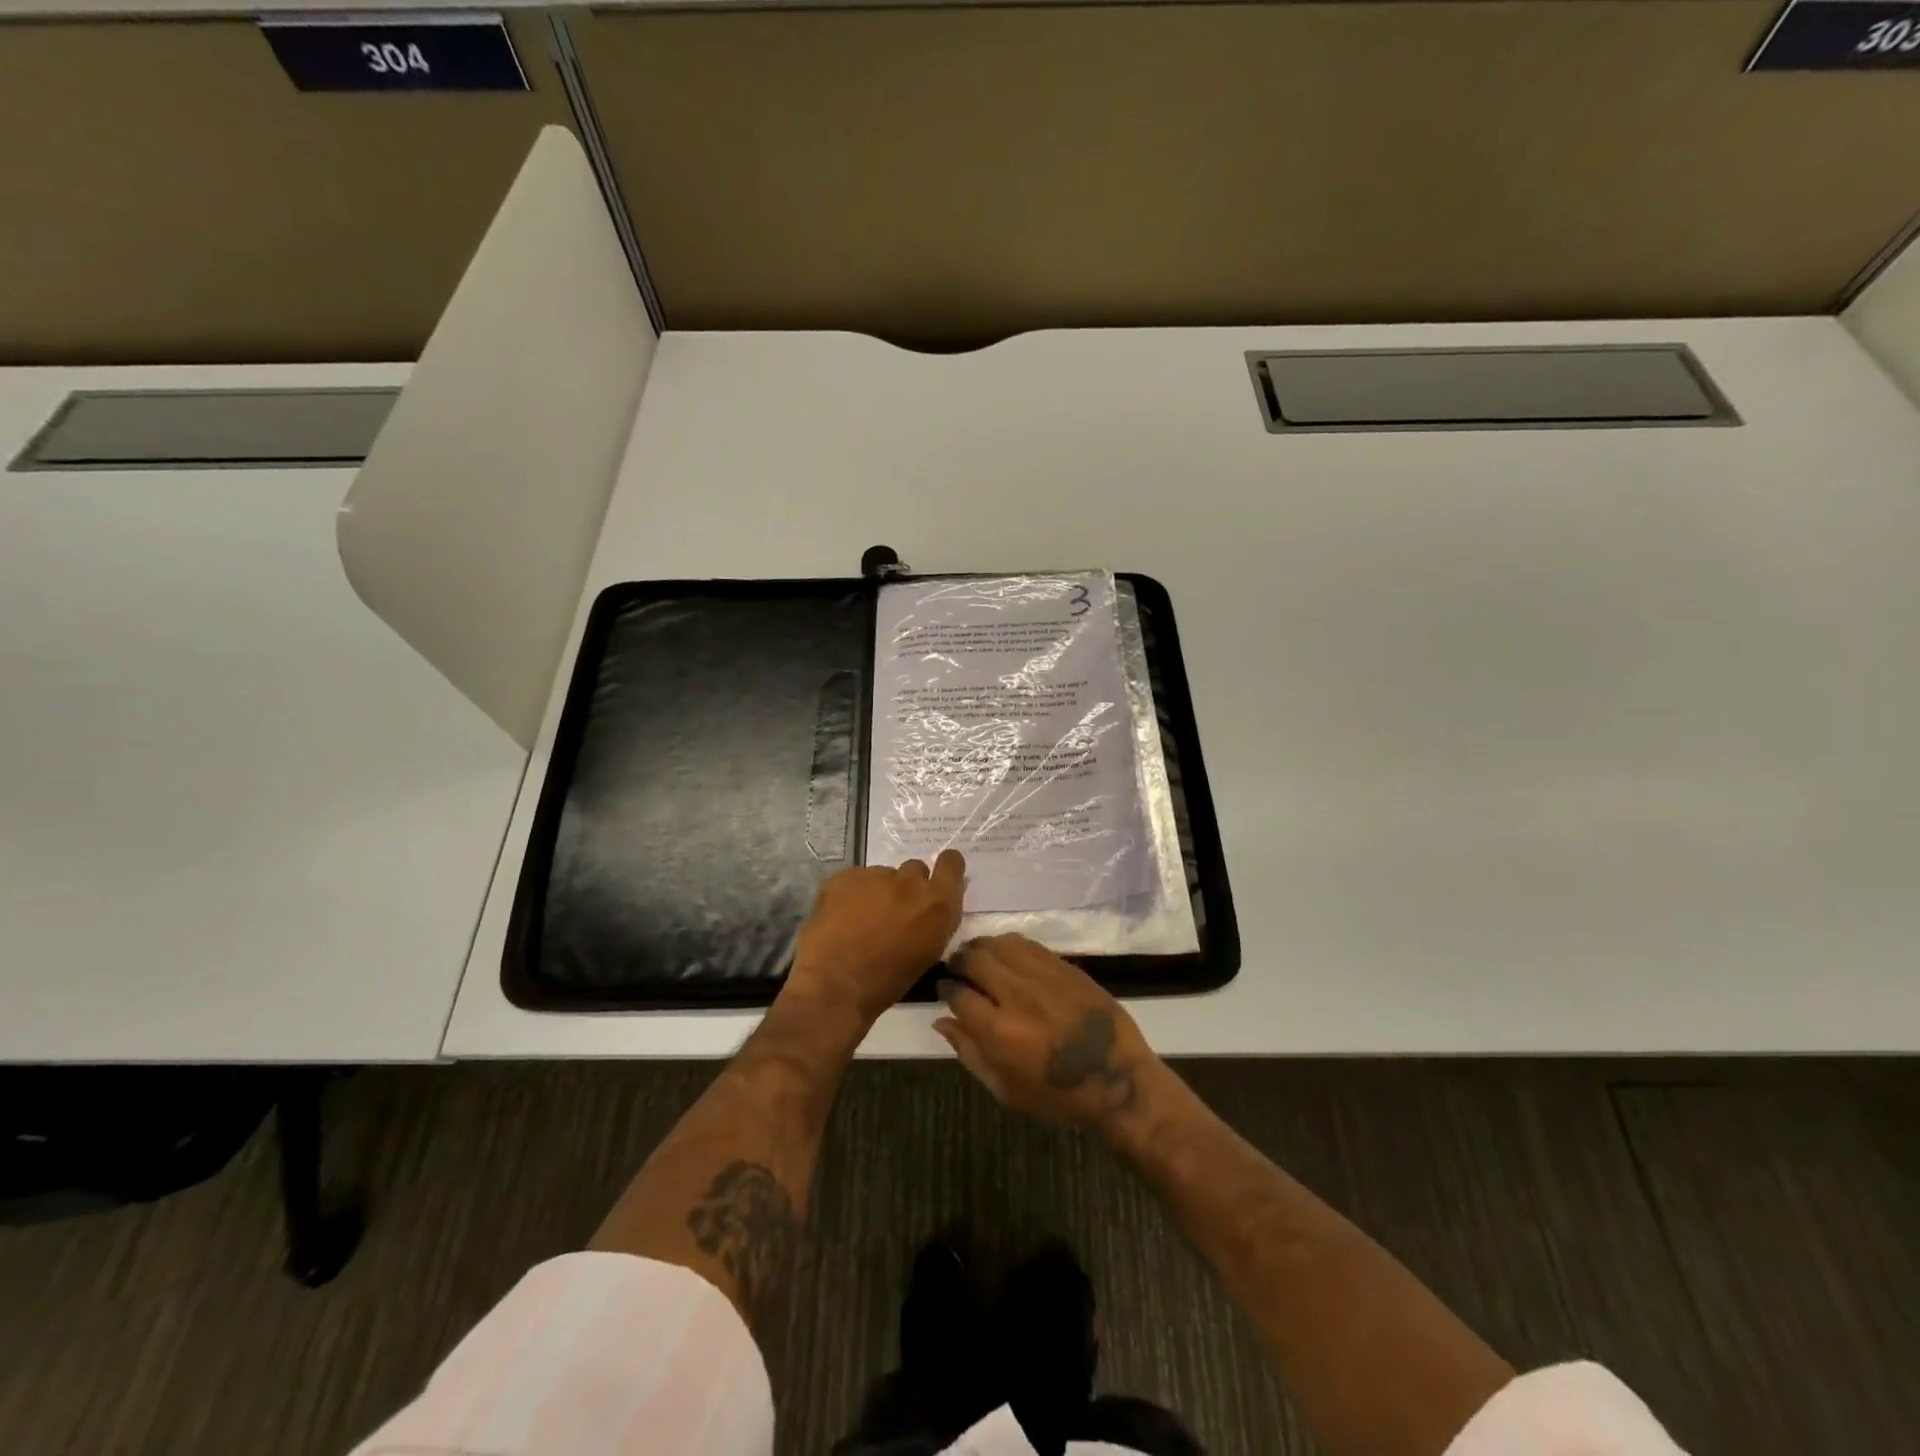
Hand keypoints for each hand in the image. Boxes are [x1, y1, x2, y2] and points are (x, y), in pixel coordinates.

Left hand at [785, 851, 966, 1025]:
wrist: (835, 984)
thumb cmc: (887, 981)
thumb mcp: (927, 953)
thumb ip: (935, 922)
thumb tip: (932, 908)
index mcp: (937, 904)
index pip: (951, 863)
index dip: (945, 868)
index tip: (935, 880)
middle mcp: (910, 882)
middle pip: (915, 869)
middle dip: (907, 886)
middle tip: (893, 911)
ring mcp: (876, 875)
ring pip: (882, 875)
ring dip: (877, 891)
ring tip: (860, 920)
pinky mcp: (845, 876)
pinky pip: (855, 879)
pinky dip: (851, 894)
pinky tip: (840, 918)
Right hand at [934, 934, 1160, 1134]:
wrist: (1117, 1081)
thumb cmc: (1057, 1096)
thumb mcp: (1005, 1089)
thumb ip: (969, 1052)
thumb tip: (942, 1020)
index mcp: (998, 1031)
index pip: (957, 994)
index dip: (945, 989)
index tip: (945, 989)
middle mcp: (1016, 995)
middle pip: (974, 959)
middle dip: (959, 961)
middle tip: (958, 968)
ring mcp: (1043, 976)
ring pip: (999, 944)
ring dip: (982, 947)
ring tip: (978, 956)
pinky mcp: (1064, 966)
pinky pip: (1027, 944)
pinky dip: (1009, 945)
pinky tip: (1007, 954)